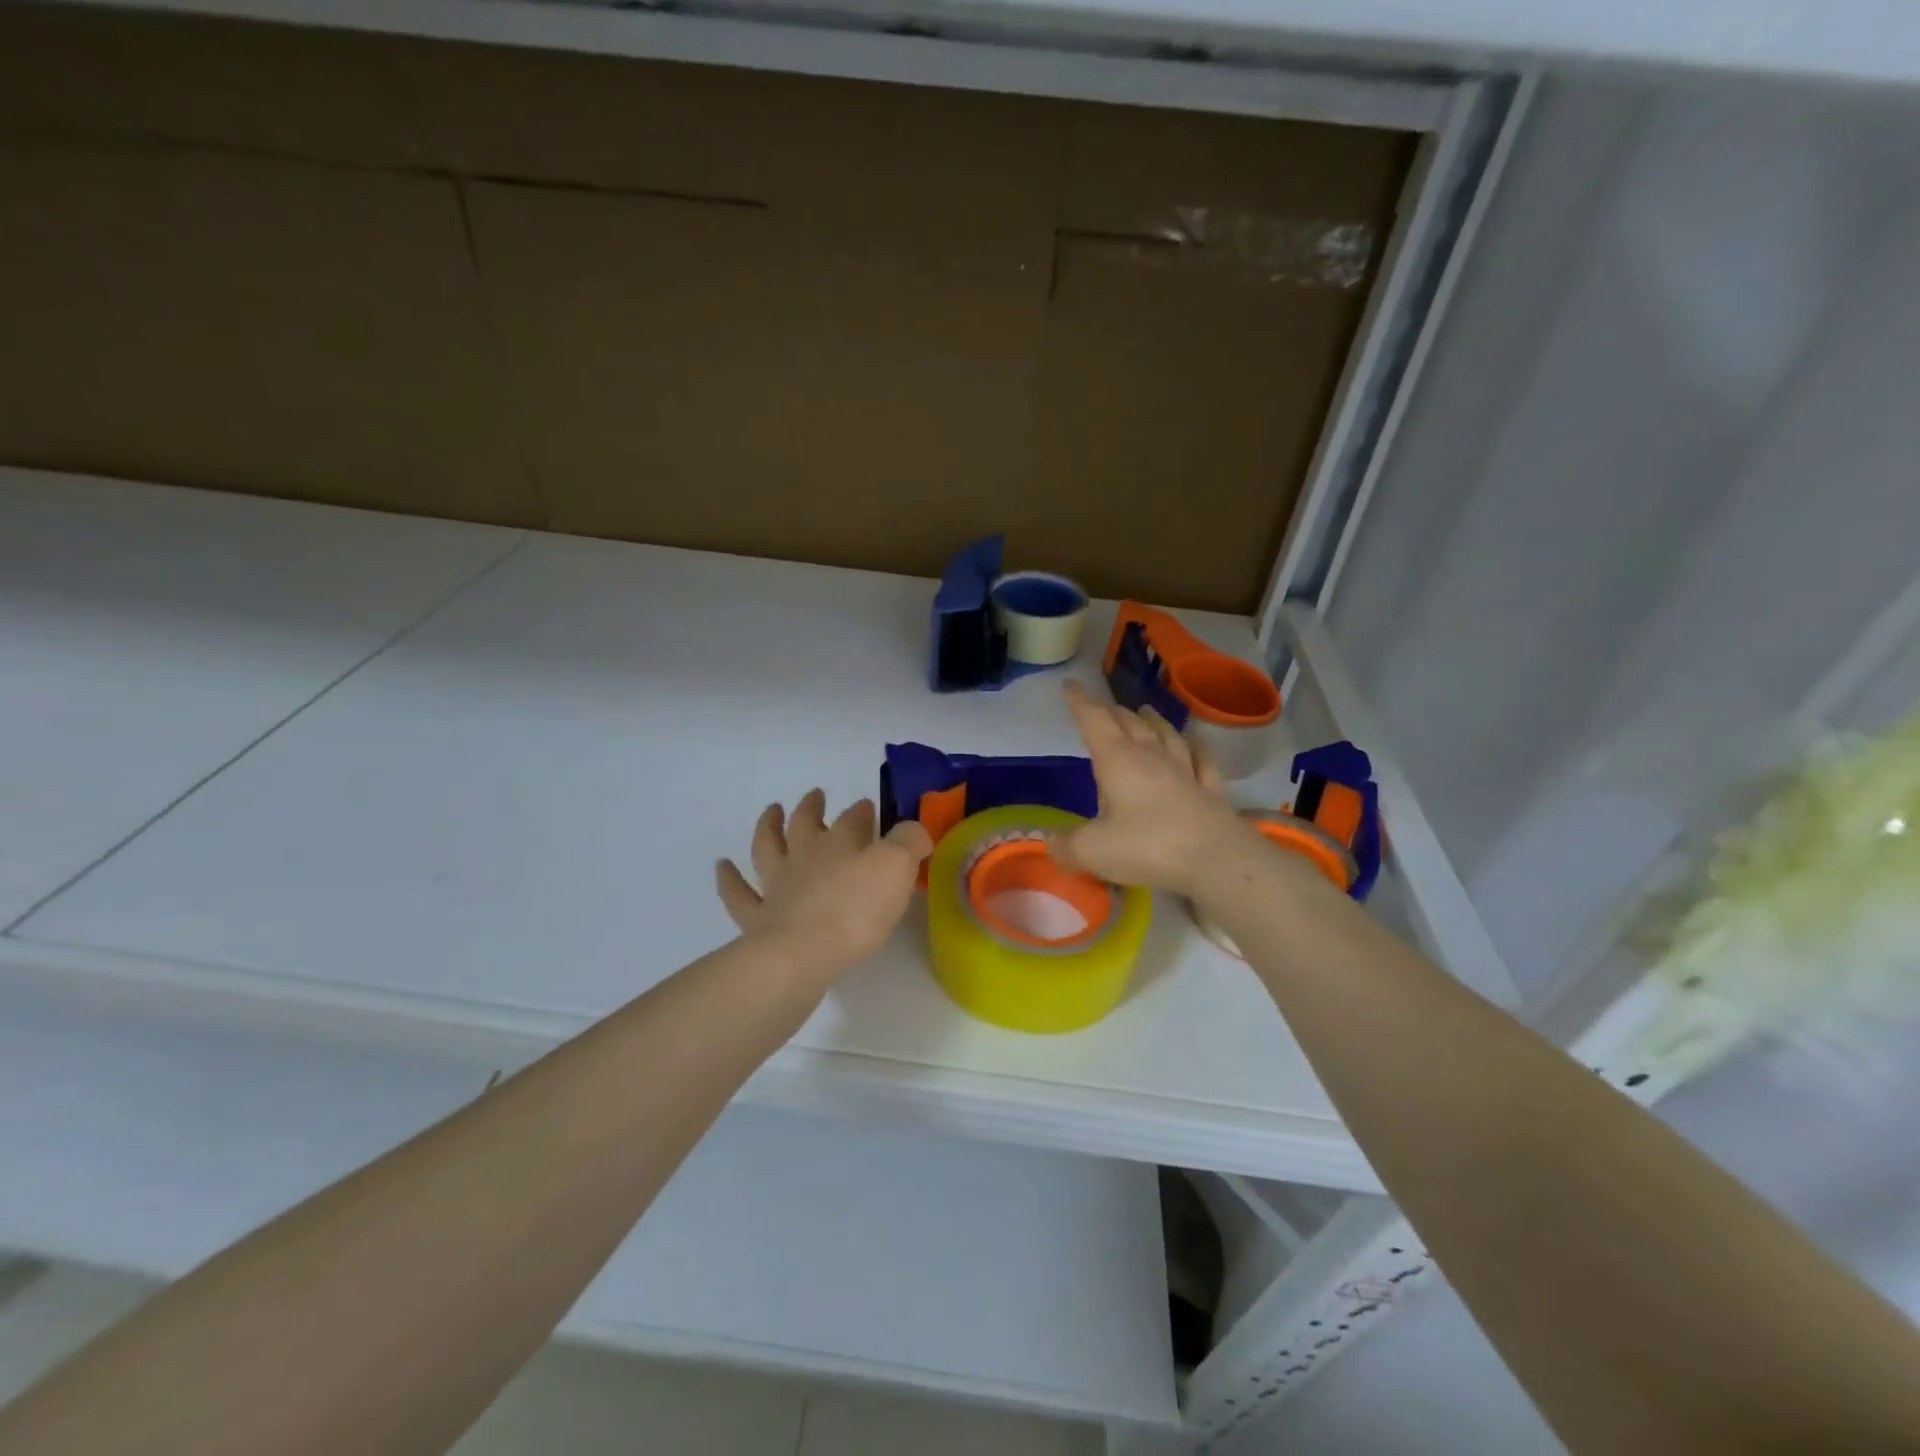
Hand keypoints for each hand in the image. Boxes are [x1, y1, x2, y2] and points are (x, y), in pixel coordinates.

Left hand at [716, 789, 933, 977]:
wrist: (803, 954)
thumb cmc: (856, 911)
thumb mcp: (897, 868)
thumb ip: (909, 843)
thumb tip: (914, 830)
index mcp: (840, 843)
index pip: (853, 818)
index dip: (862, 810)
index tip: (868, 806)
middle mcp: (805, 856)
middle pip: (805, 823)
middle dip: (812, 807)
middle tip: (816, 795)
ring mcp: (776, 885)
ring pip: (767, 847)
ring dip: (768, 826)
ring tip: (771, 811)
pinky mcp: (757, 917)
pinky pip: (737, 893)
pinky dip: (728, 878)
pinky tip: (722, 866)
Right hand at [1055, 681, 1248, 896]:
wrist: (1216, 860)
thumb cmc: (1146, 847)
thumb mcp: (1093, 851)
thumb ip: (1066, 846)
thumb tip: (1051, 844)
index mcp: (1118, 760)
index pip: (1094, 721)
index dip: (1080, 702)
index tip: (1070, 685)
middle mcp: (1151, 756)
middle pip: (1130, 724)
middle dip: (1113, 712)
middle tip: (1103, 707)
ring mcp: (1185, 771)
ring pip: (1167, 735)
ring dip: (1153, 721)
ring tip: (1145, 711)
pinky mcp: (1211, 790)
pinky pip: (1202, 760)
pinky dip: (1195, 747)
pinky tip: (1194, 742)